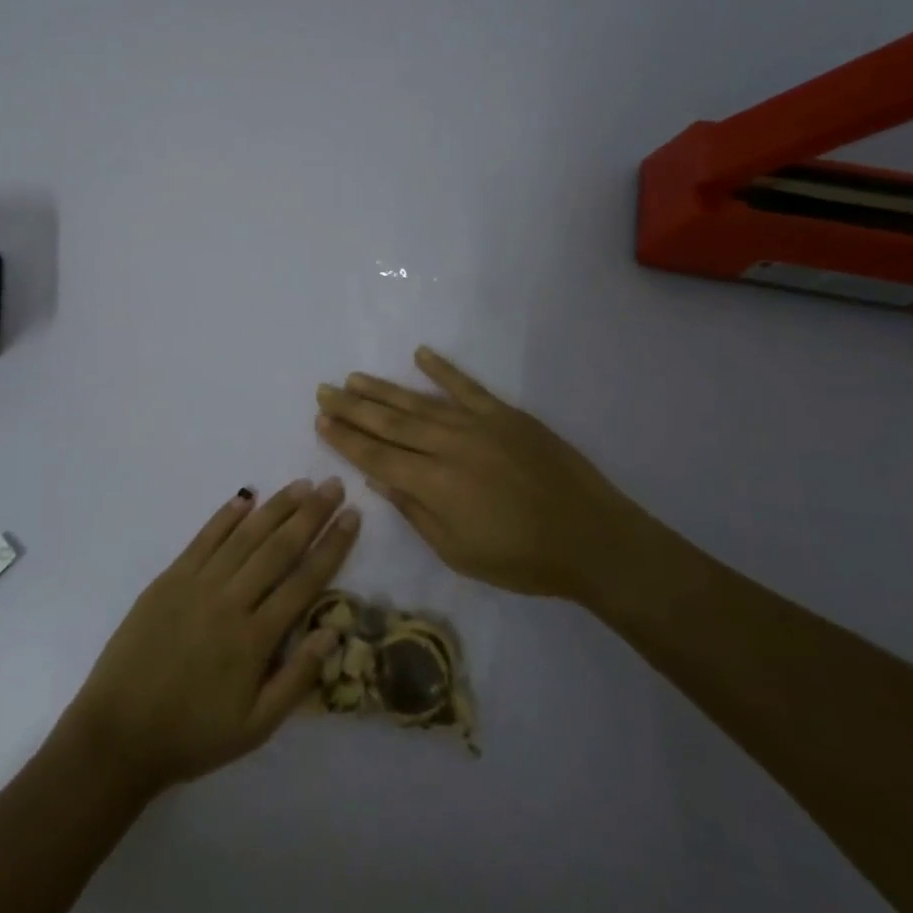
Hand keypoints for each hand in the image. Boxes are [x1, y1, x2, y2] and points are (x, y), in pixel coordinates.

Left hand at [59, 479, 359, 794]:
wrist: (118, 733)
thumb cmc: (192, 735)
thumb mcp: (255, 727)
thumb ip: (297, 678)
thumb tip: (333, 631)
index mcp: (254, 639)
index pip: (304, 581)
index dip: (332, 546)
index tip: (353, 517)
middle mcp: (229, 601)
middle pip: (278, 548)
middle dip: (310, 514)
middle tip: (334, 486)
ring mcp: (195, 585)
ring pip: (243, 536)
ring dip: (275, 508)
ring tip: (301, 485)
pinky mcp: (168, 579)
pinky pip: (202, 540)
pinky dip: (225, 516)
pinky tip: (245, 497)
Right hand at [315, 347, 664, 602]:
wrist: (592, 538)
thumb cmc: (522, 559)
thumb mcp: (458, 552)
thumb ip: (415, 512)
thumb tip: (377, 479)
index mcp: (434, 484)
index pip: (376, 456)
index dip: (345, 439)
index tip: (320, 421)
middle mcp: (448, 446)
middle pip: (389, 423)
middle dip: (352, 407)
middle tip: (323, 391)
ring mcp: (478, 425)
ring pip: (418, 402)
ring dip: (383, 389)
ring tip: (353, 378)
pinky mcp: (505, 414)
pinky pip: (466, 386)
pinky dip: (442, 369)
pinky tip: (420, 354)